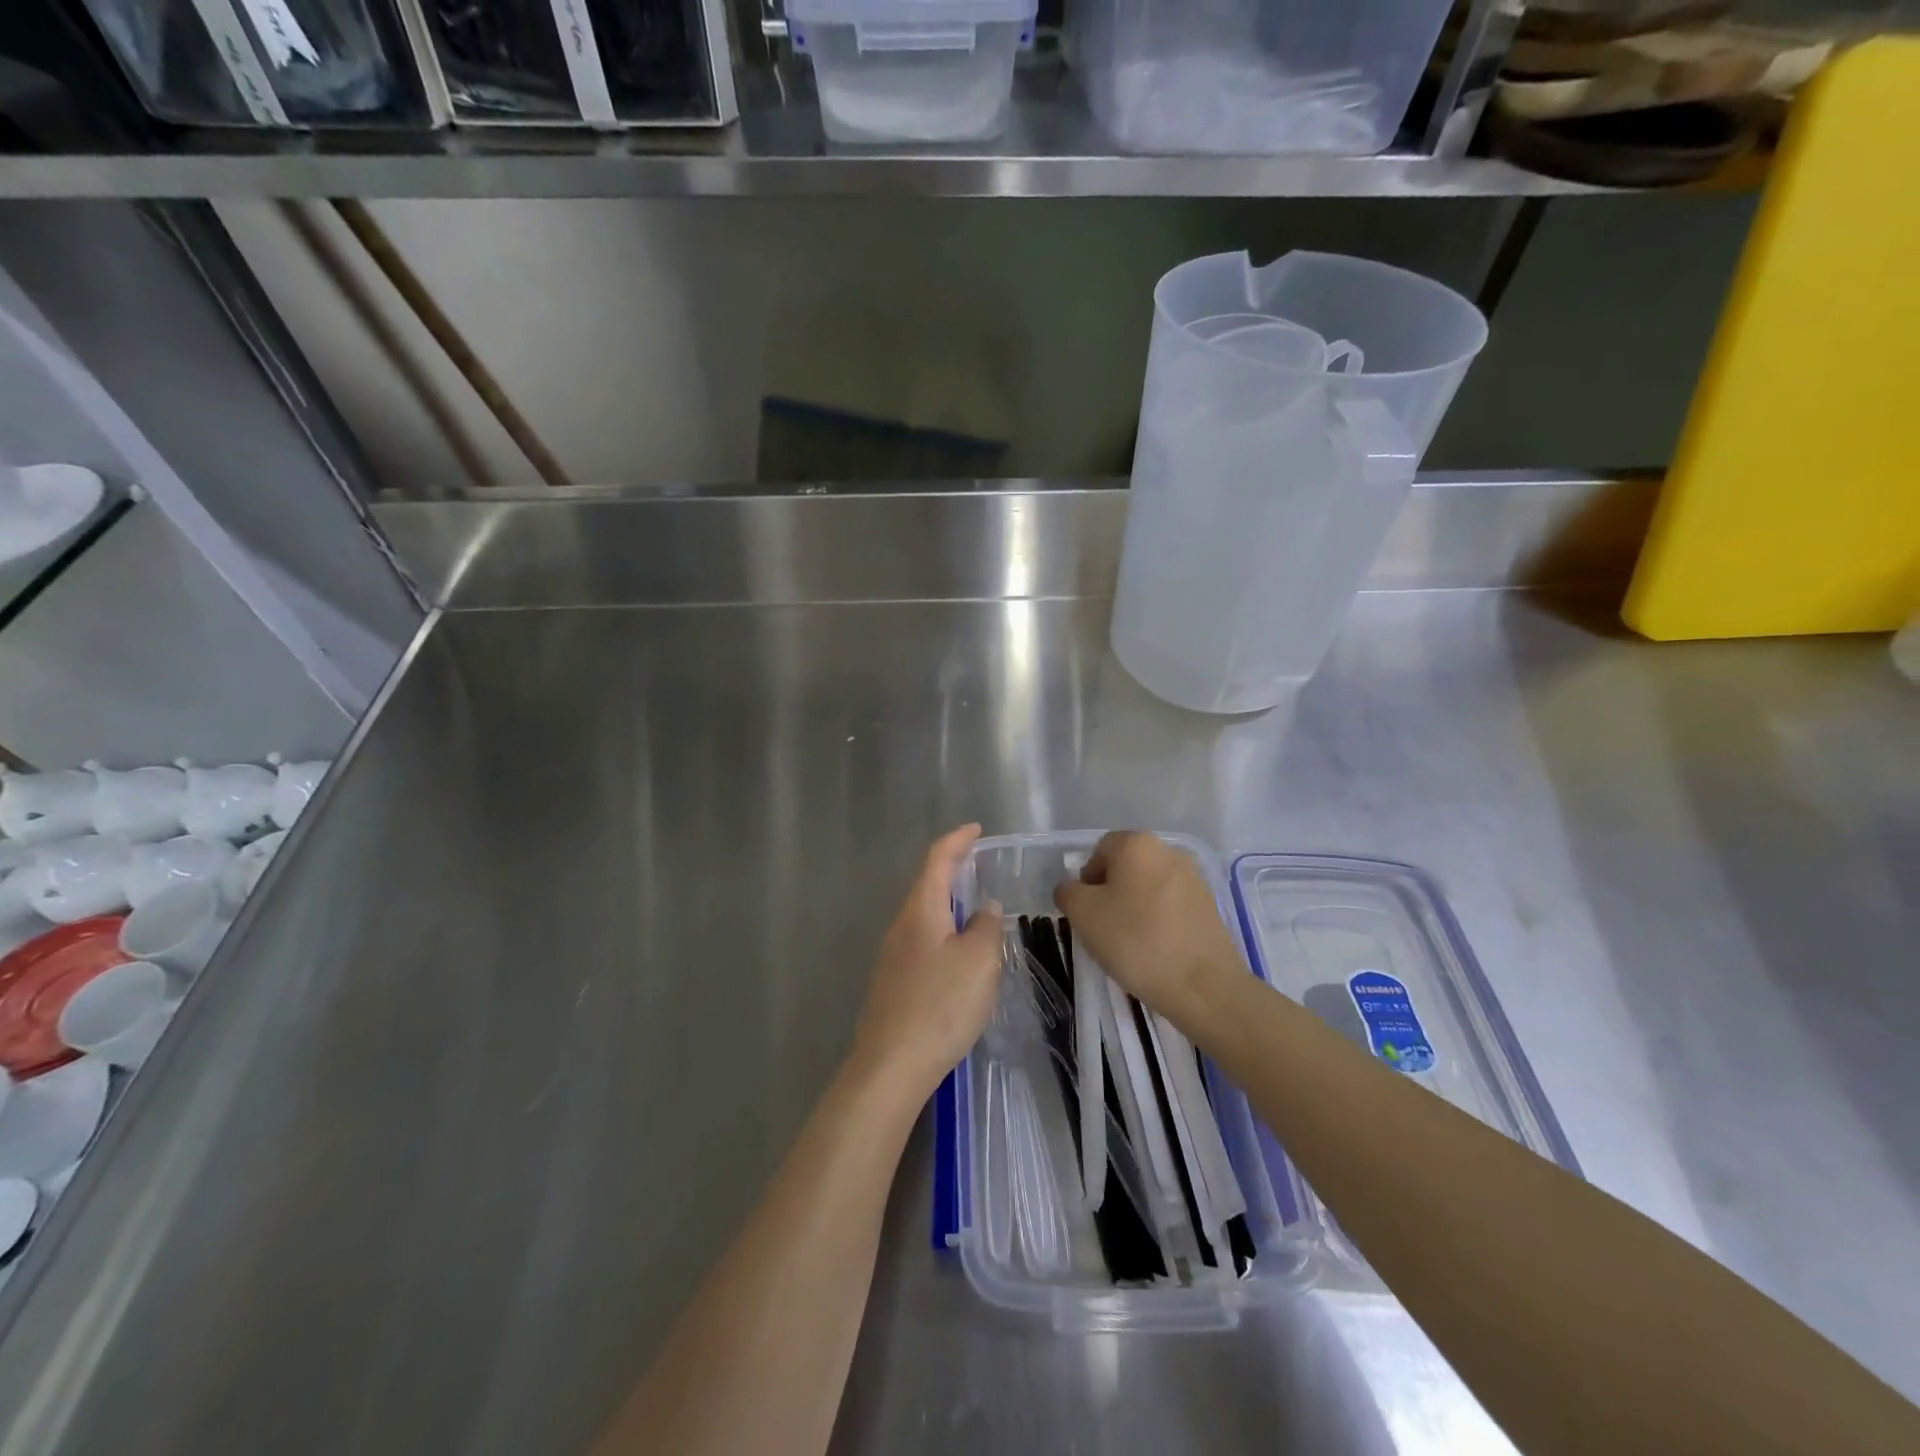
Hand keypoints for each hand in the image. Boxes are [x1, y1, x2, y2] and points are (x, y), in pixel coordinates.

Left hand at [847, 825, 1003, 1103]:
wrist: (891, 1066)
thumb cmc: (940, 1005)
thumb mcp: (979, 961)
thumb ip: (987, 927)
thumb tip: (984, 909)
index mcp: (921, 910)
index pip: (937, 859)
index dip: (957, 840)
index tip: (976, 829)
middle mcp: (902, 926)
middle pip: (927, 885)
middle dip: (953, 871)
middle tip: (981, 867)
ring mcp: (893, 956)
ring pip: (926, 917)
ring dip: (950, 906)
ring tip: (977, 911)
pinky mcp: (894, 984)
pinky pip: (924, 943)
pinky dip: (945, 934)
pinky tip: (960, 957)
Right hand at [1053, 830, 1243, 1019]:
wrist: (1202, 985)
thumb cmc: (1135, 940)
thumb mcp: (1083, 915)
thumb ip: (1068, 892)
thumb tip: (1071, 889)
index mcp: (1137, 844)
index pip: (1099, 850)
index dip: (1086, 880)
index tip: (1086, 912)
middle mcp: (1168, 851)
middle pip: (1126, 867)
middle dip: (1110, 893)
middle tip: (1103, 928)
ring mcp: (1194, 878)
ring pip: (1148, 887)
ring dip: (1134, 907)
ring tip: (1130, 943)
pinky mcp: (1209, 906)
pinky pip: (1171, 906)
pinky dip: (1158, 921)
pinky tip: (1155, 950)